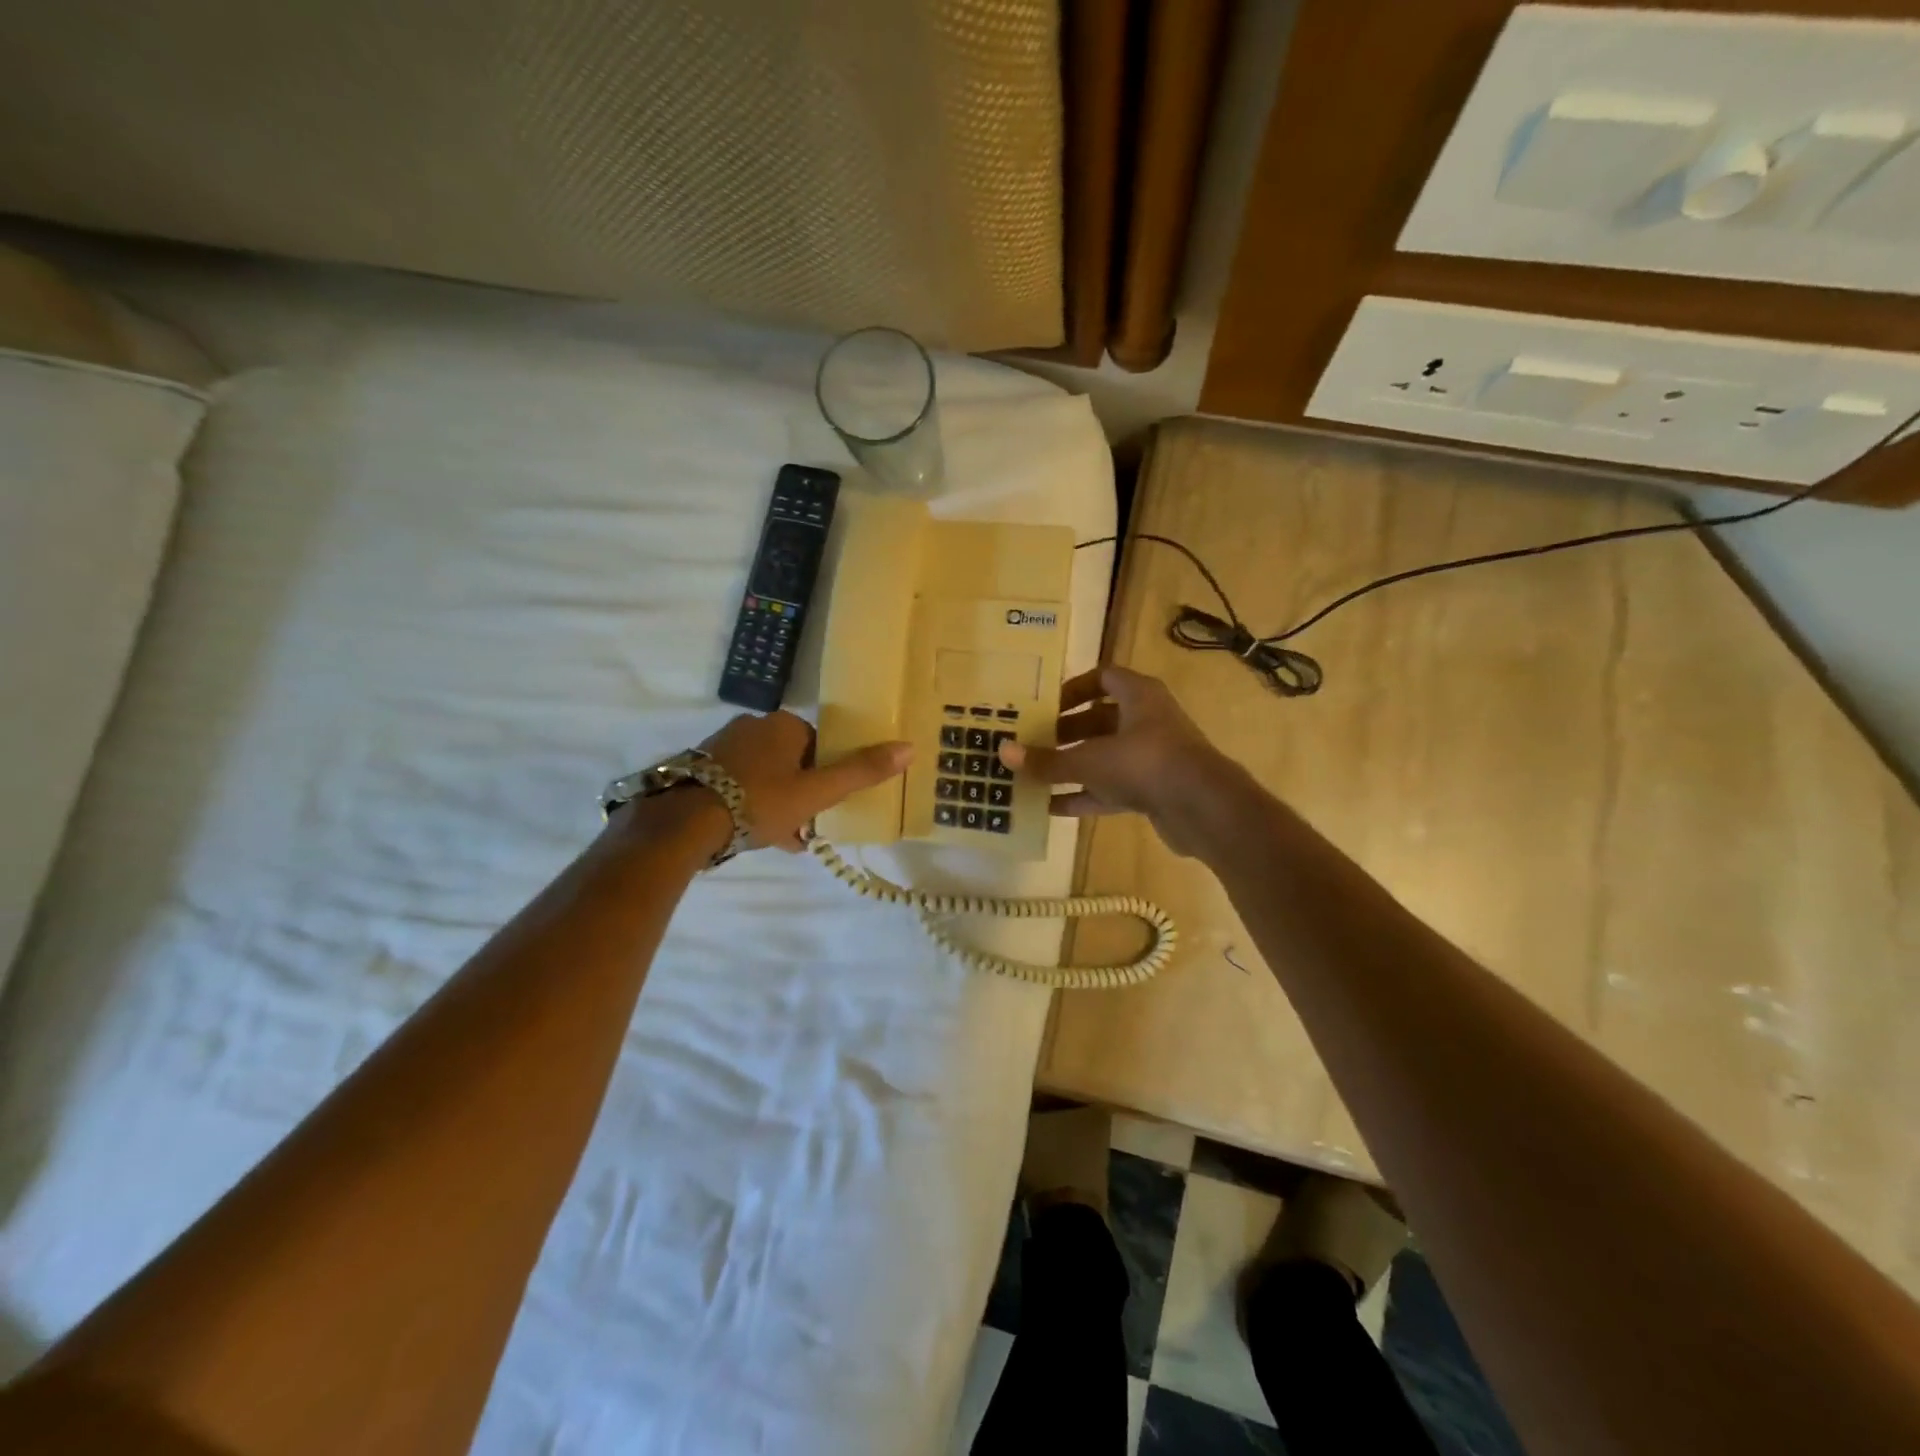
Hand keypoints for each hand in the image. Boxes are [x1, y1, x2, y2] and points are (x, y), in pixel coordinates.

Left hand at [700, 711, 910, 852]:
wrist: (685, 821)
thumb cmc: (760, 800)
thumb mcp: (817, 791)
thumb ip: (861, 771)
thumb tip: (909, 748)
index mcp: (783, 724)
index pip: (818, 745)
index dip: (827, 775)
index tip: (827, 803)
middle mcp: (752, 726)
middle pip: (791, 761)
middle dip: (801, 792)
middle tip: (806, 825)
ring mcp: (721, 745)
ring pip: (764, 775)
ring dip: (777, 802)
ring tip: (782, 838)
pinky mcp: (699, 767)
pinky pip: (737, 784)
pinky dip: (750, 804)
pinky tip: (753, 834)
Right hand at [998, 665, 1239, 857]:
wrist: (1204, 808)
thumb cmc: (1145, 764)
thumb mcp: (1089, 760)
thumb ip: (1047, 760)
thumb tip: (1002, 752)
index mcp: (1138, 696)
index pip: (1103, 677)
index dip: (1073, 688)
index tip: (1045, 706)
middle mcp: (1148, 720)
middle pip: (1101, 718)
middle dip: (1066, 731)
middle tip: (1034, 742)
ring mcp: (1153, 756)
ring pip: (1106, 755)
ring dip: (1074, 765)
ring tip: (1037, 775)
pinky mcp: (1155, 789)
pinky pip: (1113, 788)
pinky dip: (1086, 795)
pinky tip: (1052, 808)